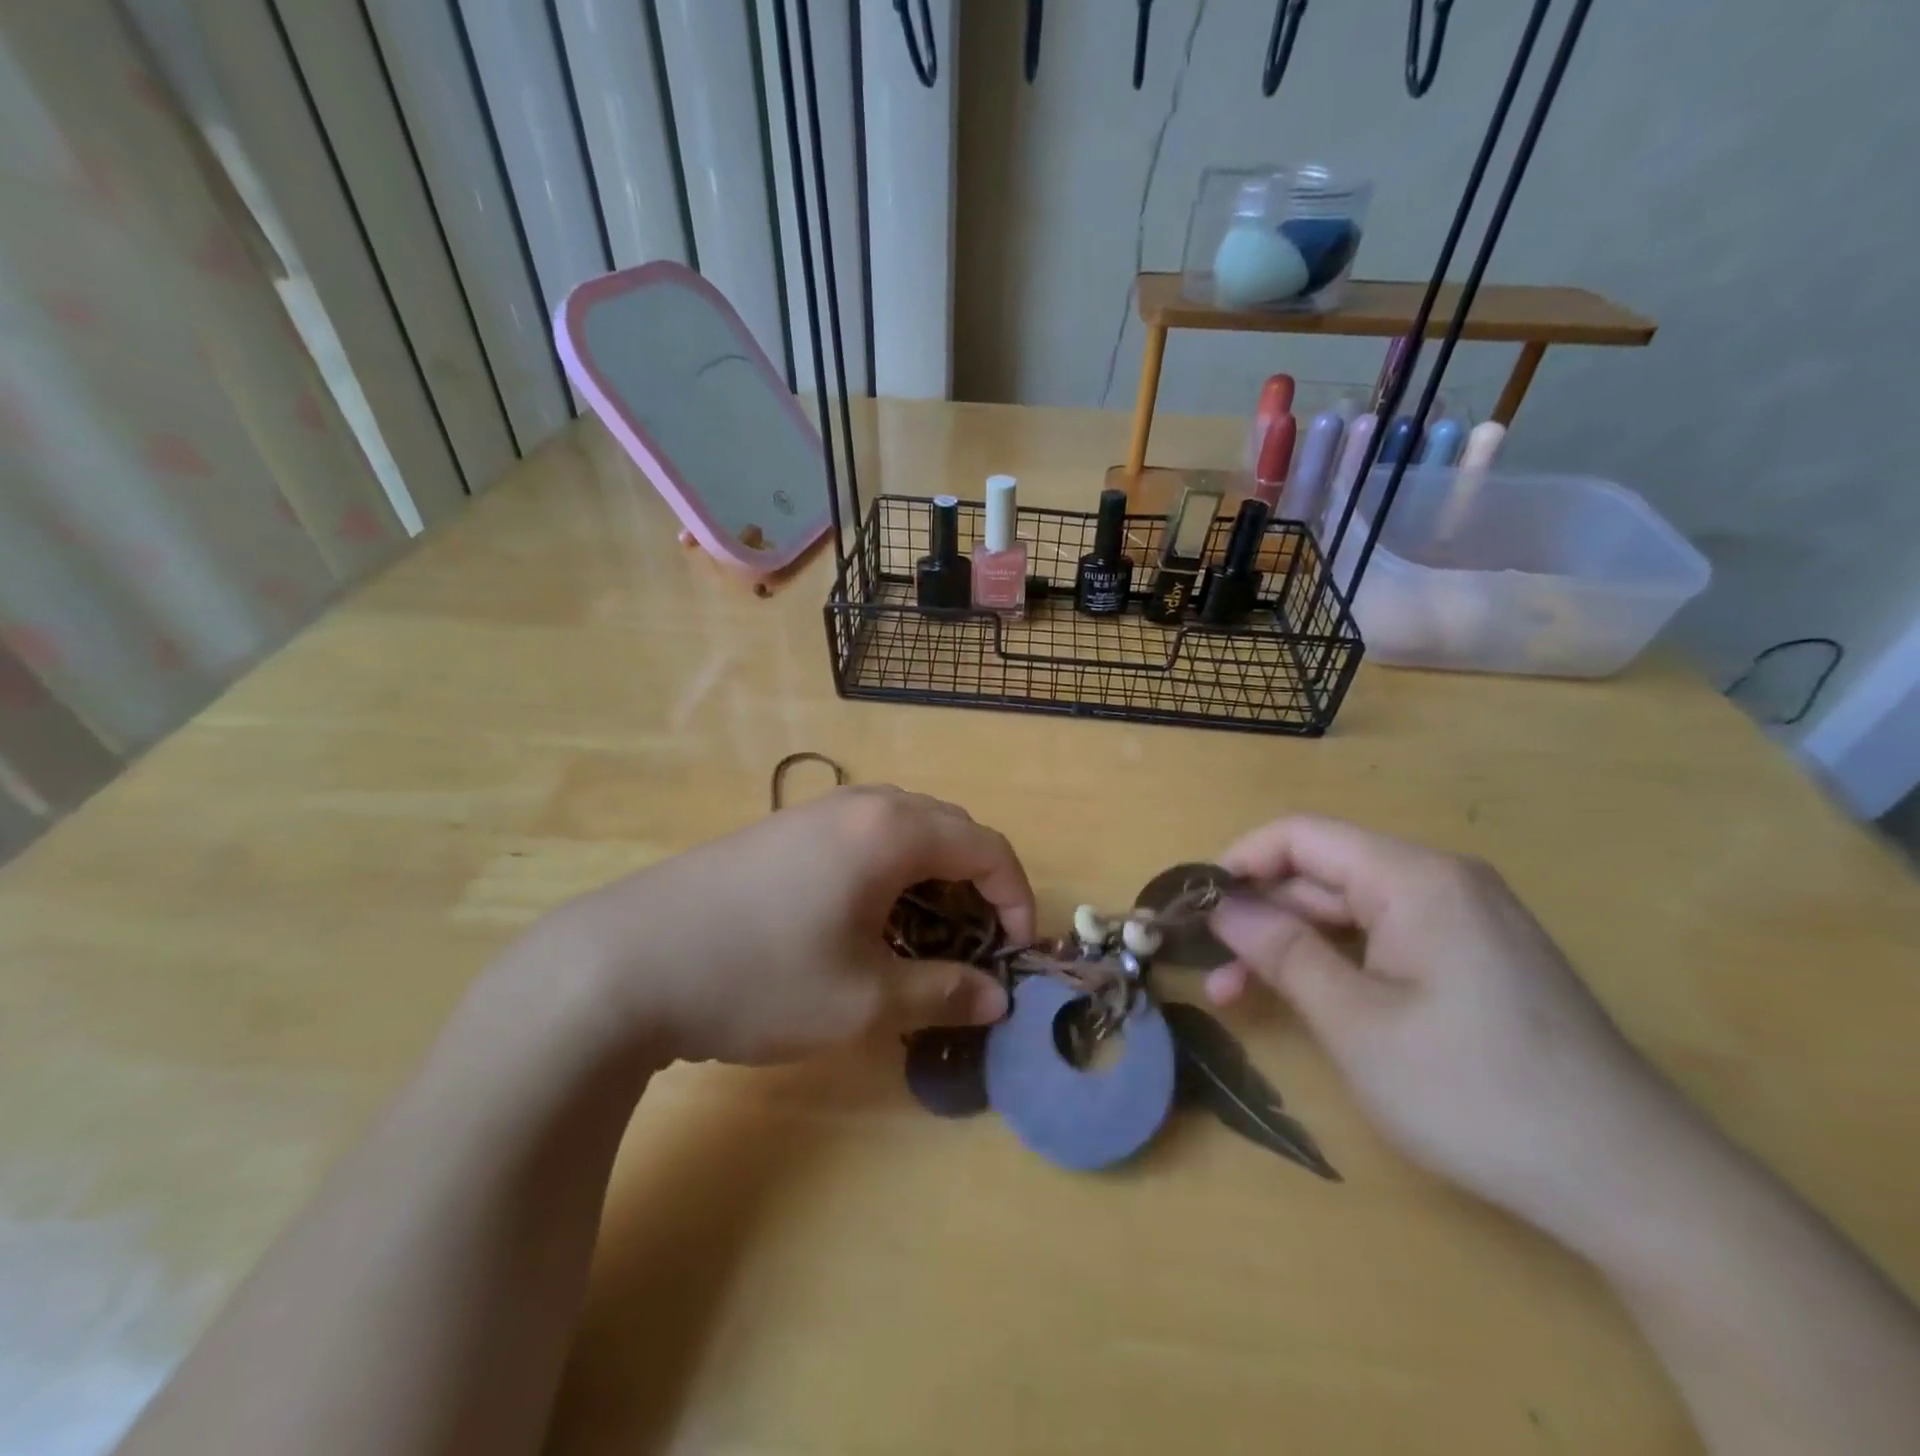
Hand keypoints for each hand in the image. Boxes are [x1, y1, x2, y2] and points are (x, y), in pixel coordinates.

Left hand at [516, 786, 1032, 1066]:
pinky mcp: (779, 832)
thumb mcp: (864, 1000)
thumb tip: (997, 998)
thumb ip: (942, 992)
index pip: (986, 846)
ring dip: (930, 877)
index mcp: (892, 830)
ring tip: (923, 937)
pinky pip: (860, 838)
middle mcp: (859, 805)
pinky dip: (887, 873)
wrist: (624, 964)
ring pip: (902, 830)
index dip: (1015, 898)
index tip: (1017, 951)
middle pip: (948, 828)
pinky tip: (863, 923)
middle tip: (974, 944)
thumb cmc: (761, 977)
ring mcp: (813, 812)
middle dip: (976, 883)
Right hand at [1206, 816, 1681, 1239]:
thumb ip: (1280, 950)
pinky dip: (1336, 963)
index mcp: (1414, 878)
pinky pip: (1385, 940)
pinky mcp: (1476, 960)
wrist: (1635, 1184)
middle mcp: (1440, 882)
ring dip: (1291, 944)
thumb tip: (1221, 905)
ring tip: (1236, 994)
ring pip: (1349, 911)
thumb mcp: (1355, 1021)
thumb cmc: (1476, 1092)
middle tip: (1206, 964)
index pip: (1301, 836)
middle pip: (1323, 873)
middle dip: (1259, 914)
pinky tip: (1308, 999)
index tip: (1193, 906)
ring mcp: (1463, 921)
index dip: (1238, 862)